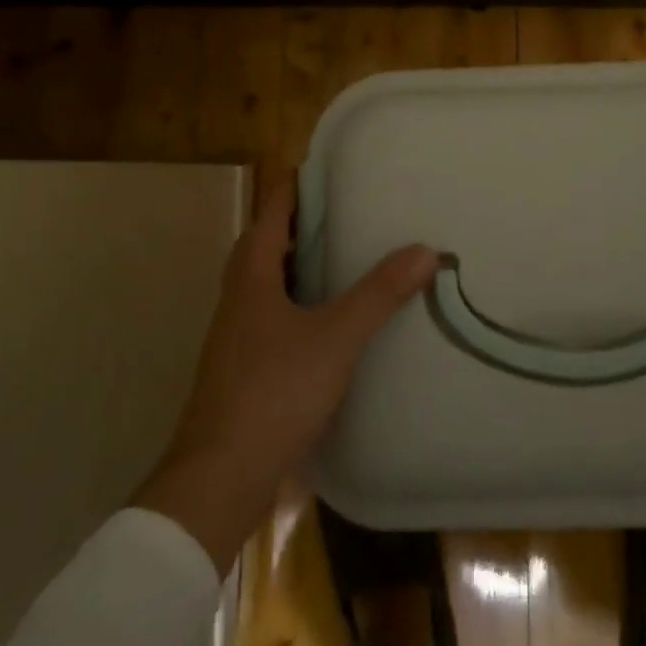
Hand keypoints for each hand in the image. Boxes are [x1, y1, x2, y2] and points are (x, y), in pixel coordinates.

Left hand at [135, 181, 437, 572]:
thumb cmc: (273, 391)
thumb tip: (427, 249)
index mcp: (252, 272)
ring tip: (349, 255)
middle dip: (305, 221)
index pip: (274, 207)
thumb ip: (380, 292)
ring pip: (271, 280)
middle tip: (351, 208)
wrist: (218, 480)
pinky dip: (302, 301)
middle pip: (269, 241)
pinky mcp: (244, 366)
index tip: (335, 166)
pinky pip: (275, 314)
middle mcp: (239, 294)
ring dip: (303, 262)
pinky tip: (333, 318)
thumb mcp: (336, 336)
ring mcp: (237, 333)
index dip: (299, 183)